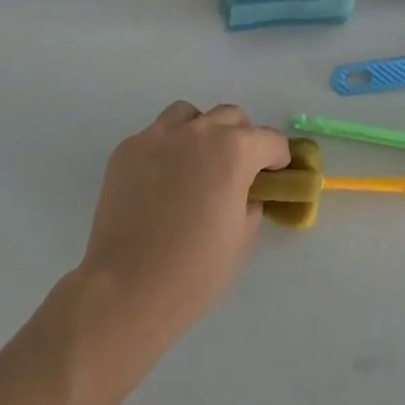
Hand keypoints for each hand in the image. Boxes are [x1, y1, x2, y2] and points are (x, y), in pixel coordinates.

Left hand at [77, 101, 288, 357]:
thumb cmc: (195, 270)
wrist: (127, 289)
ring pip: (190, 115)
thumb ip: (252, 200)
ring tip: (195, 165)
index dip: (277, 159)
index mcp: (235, 151)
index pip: (270, 140)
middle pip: (232, 117)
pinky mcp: (127, 149)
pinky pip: (155, 136)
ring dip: (201, 132)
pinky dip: (165, 150)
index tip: (272, 176)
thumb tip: (246, 189)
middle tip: (235, 171)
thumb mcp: (243, 236)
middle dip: (242, 139)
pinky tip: (159, 182)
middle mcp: (199, 131)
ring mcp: (159, 136)